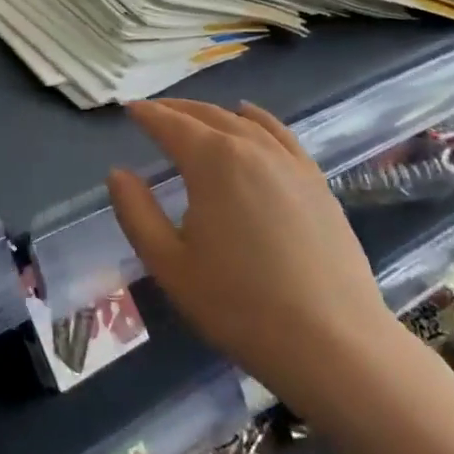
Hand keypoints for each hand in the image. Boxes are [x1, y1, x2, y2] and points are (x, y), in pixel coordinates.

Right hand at [108, 98, 405, 417]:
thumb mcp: (169, 265)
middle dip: (175, 110)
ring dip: (211, 114)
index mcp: (212, 161)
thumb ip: (136, 212)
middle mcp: (250, 147)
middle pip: (206, 115)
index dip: (146, 114)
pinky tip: (249, 118)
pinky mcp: (316, 182)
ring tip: (192, 117)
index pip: (170, 124)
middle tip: (152, 113)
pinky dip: (257, 119)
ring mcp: (289, 162)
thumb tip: (118, 173)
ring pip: (242, 121)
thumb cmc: (239, 305)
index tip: (128, 109)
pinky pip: (280, 134)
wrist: (335, 344)